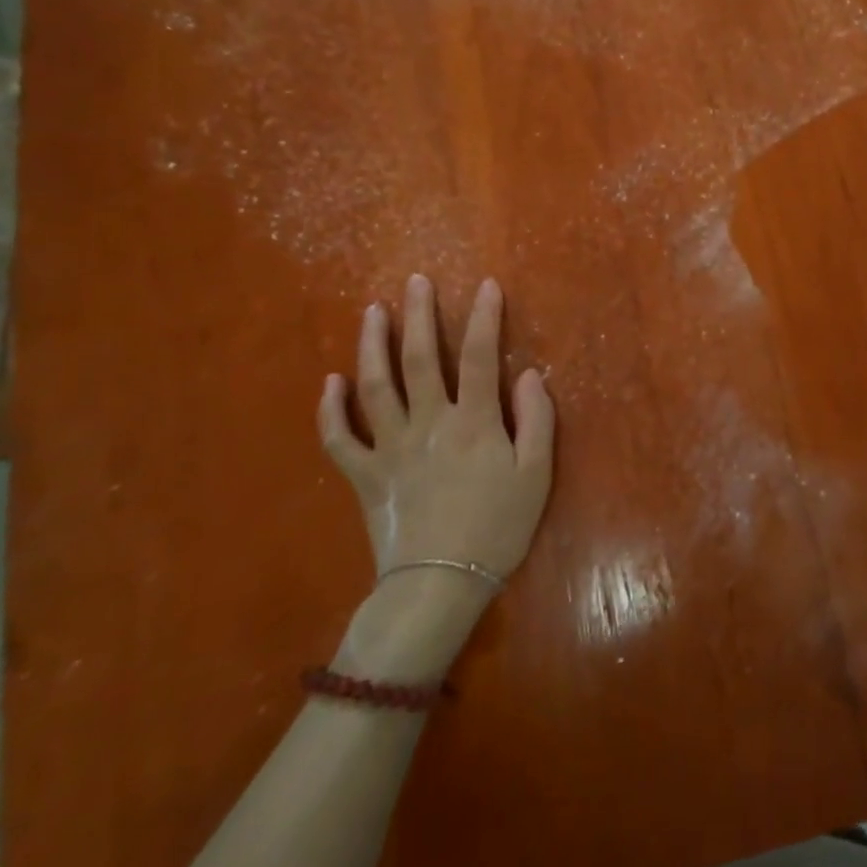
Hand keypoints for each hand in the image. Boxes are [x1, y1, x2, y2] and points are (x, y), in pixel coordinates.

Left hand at [319, 275, 554, 583]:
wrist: (440, 585)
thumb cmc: (497, 528)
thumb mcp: (536, 475)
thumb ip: (536, 419)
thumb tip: (528, 374)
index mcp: (474, 422)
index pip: (480, 356)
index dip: (484, 317)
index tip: (486, 285)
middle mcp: (429, 423)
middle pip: (420, 359)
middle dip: (419, 315)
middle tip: (415, 281)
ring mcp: (390, 447)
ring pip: (376, 387)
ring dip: (372, 345)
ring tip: (372, 312)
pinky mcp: (365, 475)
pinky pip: (340, 439)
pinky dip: (331, 410)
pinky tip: (330, 382)